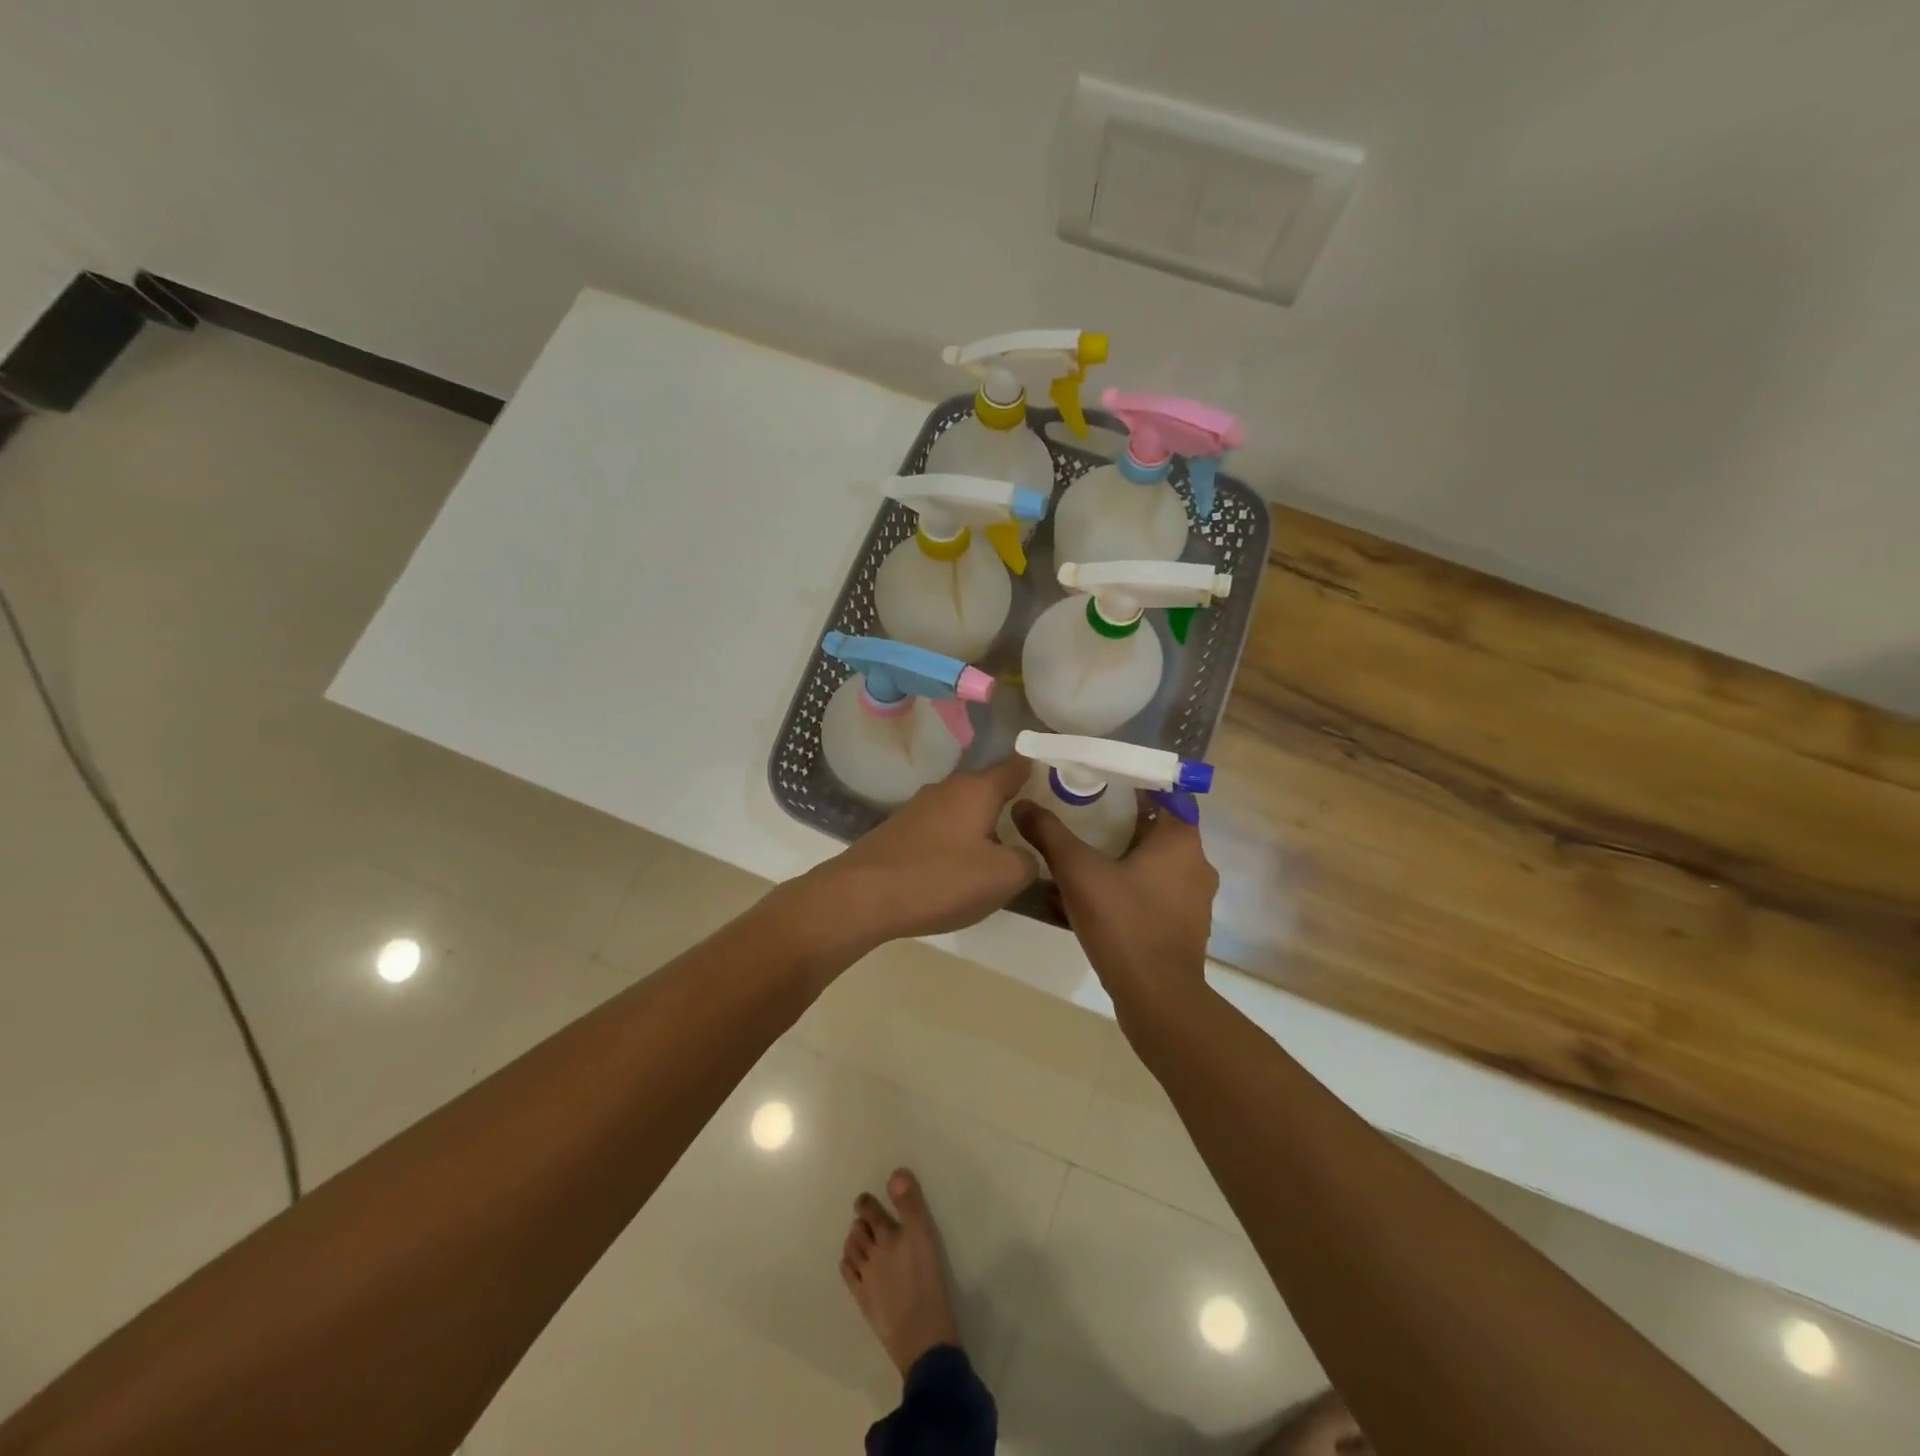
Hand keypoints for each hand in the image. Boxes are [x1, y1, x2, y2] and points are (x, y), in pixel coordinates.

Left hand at [800, 756, 1037, 951]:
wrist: (862, 896)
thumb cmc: (941, 879)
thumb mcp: (1002, 877)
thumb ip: (1027, 860)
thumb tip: (1024, 854)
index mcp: (977, 790)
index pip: (1015, 767)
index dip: (1036, 771)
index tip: (1054, 779)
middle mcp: (947, 789)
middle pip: (987, 789)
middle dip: (1008, 805)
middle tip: (1032, 829)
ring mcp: (918, 808)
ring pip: (962, 810)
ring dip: (980, 826)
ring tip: (997, 854)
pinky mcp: (898, 830)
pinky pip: (940, 829)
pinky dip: (954, 842)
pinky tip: (956, 869)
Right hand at [1011, 794, 1216, 1019]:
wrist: (1157, 997)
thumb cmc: (1124, 922)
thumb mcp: (1078, 872)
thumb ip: (1049, 834)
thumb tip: (1022, 806)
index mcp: (1181, 841)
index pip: (1165, 794)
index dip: (1135, 784)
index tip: (1103, 782)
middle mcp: (1195, 864)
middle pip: (1157, 829)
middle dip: (1121, 822)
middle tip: (1083, 815)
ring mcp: (1193, 899)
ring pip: (1154, 864)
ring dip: (1122, 857)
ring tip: (1083, 856)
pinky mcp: (1183, 927)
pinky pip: (1153, 893)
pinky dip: (1127, 888)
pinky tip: (1094, 897)